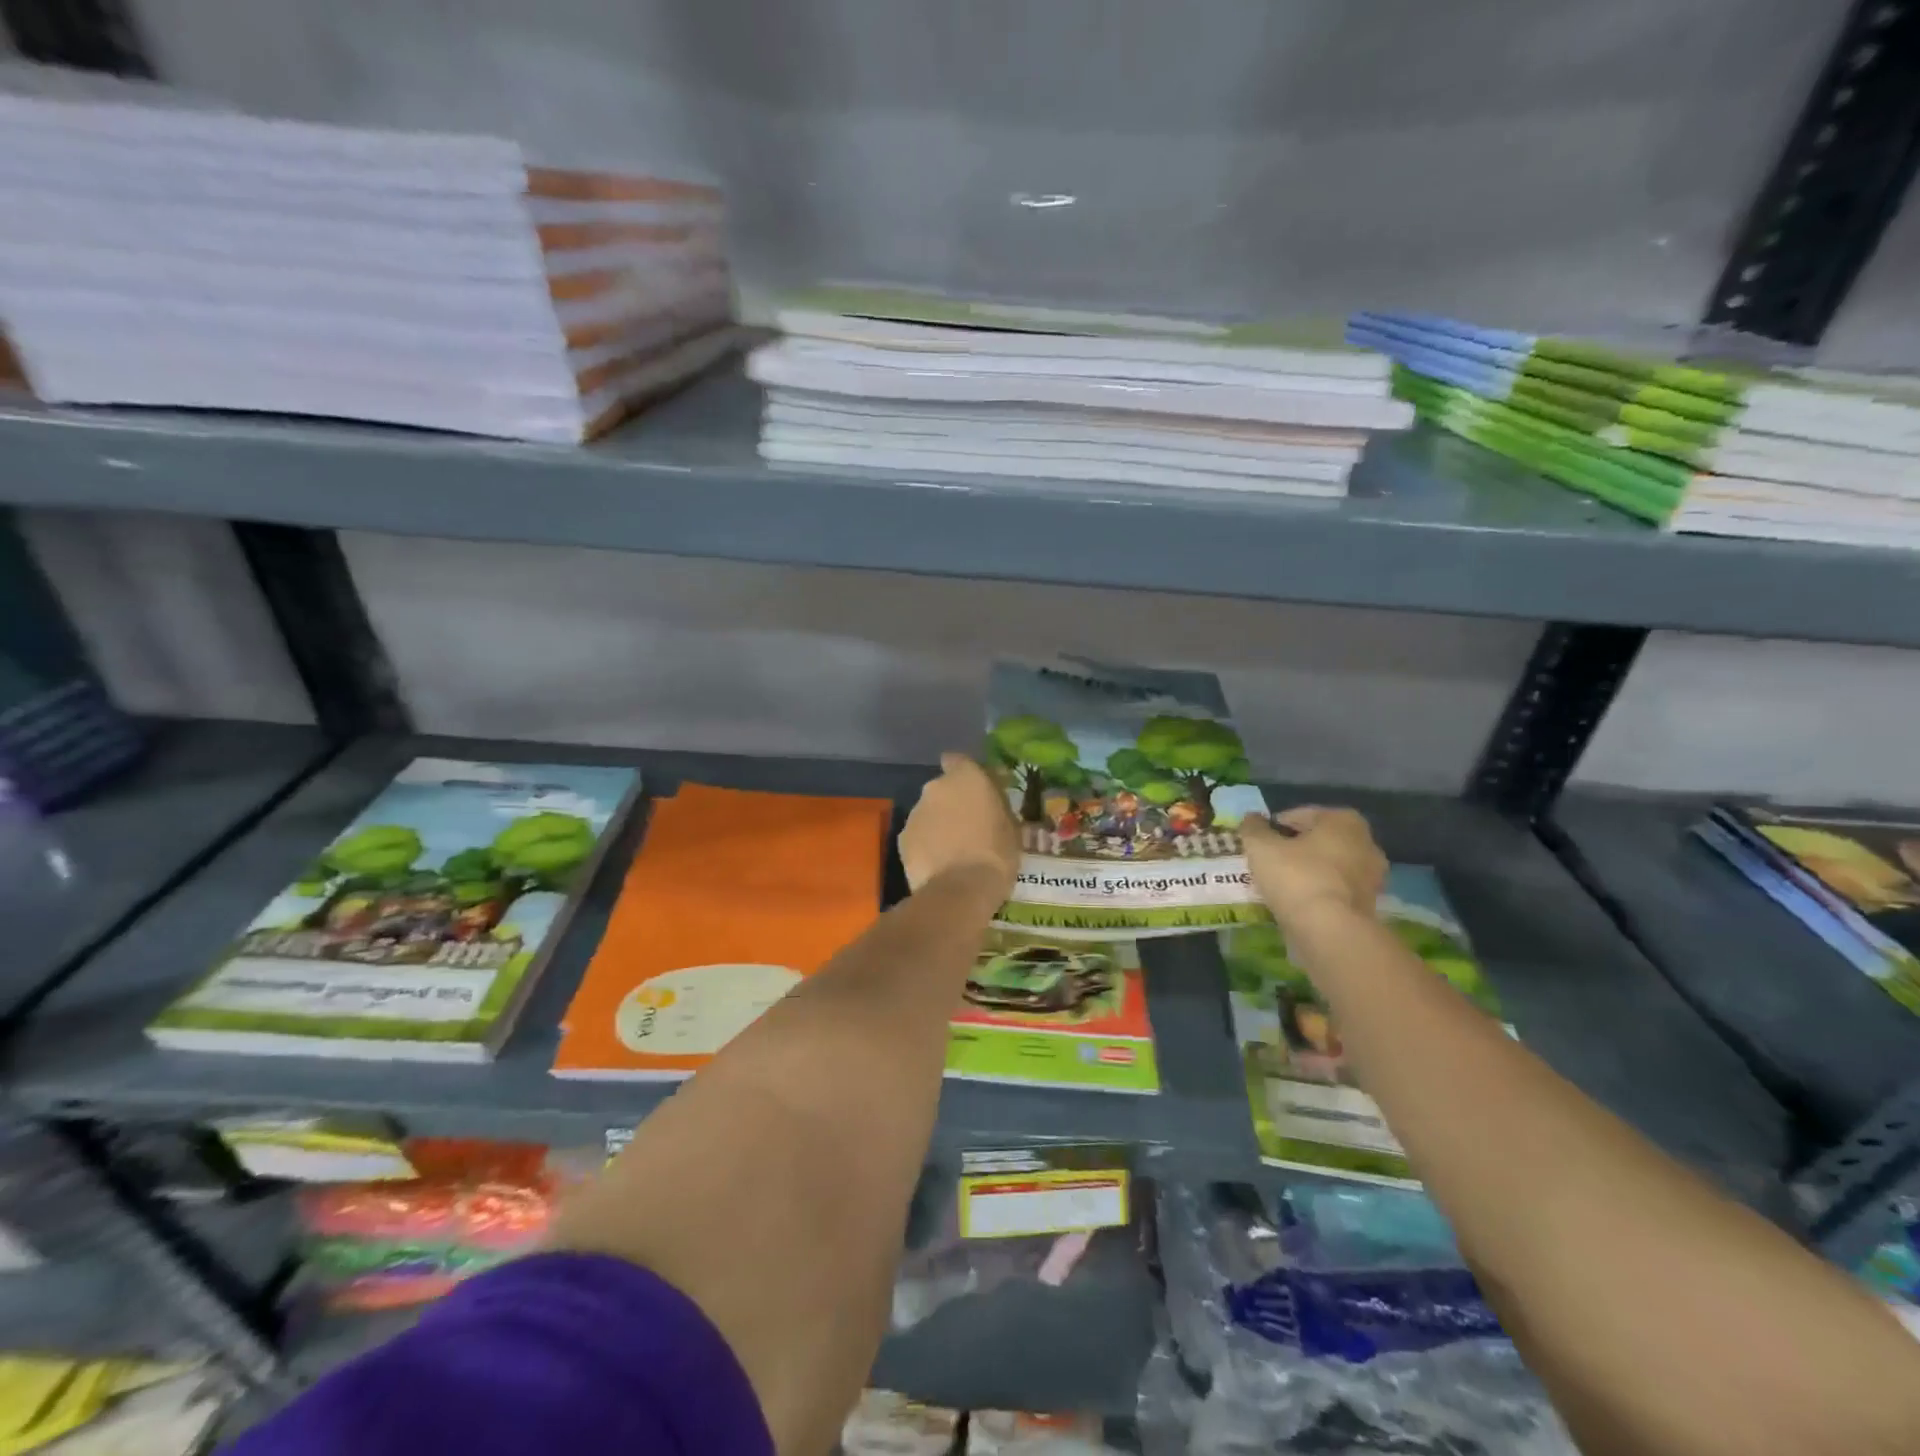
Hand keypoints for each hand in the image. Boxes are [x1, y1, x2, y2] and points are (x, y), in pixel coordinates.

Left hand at [900, 753, 1020, 898]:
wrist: (960, 890)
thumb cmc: (996, 854)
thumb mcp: (1011, 826)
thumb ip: (996, 805)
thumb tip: (992, 800)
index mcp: (966, 777)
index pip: (958, 760)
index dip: (965, 773)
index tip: (975, 790)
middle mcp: (935, 787)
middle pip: (942, 789)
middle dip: (952, 802)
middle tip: (968, 825)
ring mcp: (915, 813)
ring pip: (928, 813)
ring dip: (938, 824)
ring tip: (953, 850)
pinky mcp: (902, 839)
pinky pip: (917, 835)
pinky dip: (925, 844)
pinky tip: (938, 864)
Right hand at [1240, 806, 1386, 928]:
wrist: (1330, 931)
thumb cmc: (1296, 877)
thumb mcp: (1261, 847)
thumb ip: (1253, 828)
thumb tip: (1251, 819)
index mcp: (1343, 820)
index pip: (1298, 815)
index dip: (1273, 827)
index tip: (1257, 843)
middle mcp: (1365, 842)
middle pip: (1317, 840)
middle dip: (1293, 849)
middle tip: (1267, 862)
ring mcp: (1371, 876)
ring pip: (1327, 866)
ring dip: (1306, 871)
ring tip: (1278, 884)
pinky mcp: (1369, 905)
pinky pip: (1334, 890)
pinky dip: (1316, 892)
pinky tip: (1295, 902)